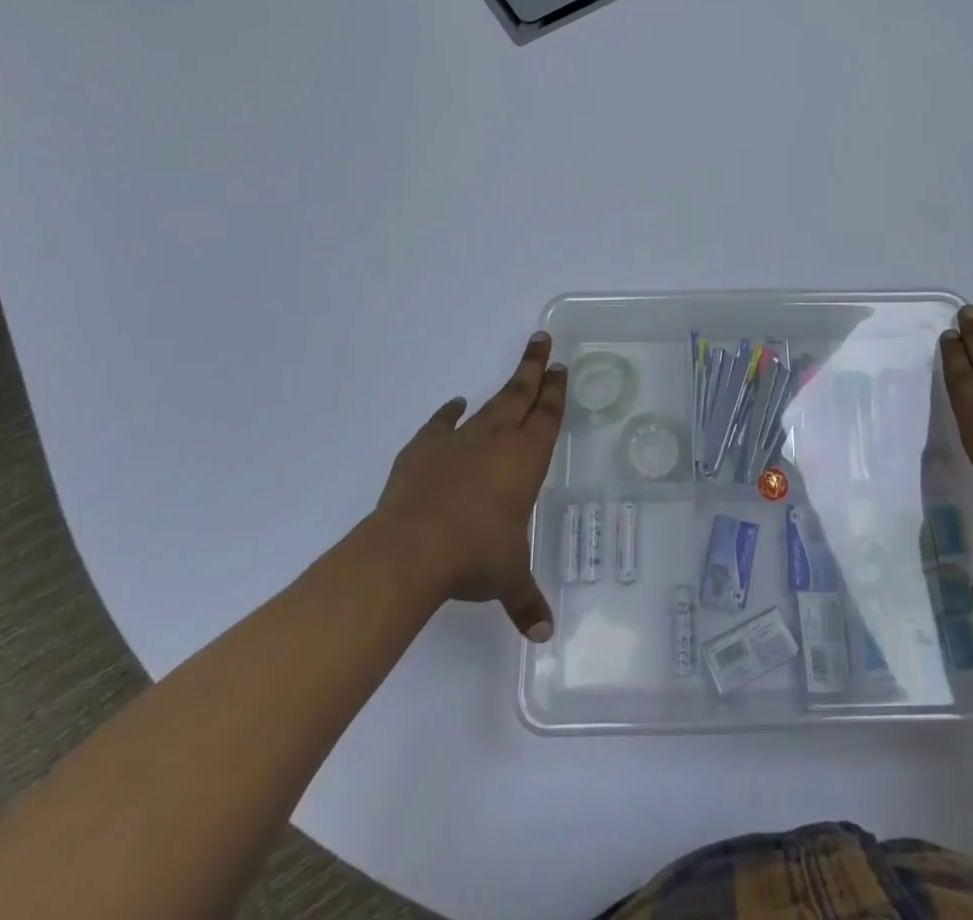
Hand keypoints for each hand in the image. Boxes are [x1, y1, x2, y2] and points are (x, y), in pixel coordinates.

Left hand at [376, 332, 566, 641]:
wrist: (411, 549)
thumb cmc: (473, 557)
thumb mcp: (507, 579)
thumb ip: (526, 600)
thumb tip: (544, 633)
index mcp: (525, 460)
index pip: (547, 417)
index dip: (556, 392)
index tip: (561, 368)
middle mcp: (497, 440)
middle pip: (521, 394)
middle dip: (535, 367)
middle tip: (542, 340)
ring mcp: (458, 440)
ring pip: (489, 404)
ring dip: (504, 386)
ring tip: (516, 369)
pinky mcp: (424, 448)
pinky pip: (442, 423)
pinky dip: (449, 413)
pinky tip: (454, 404)